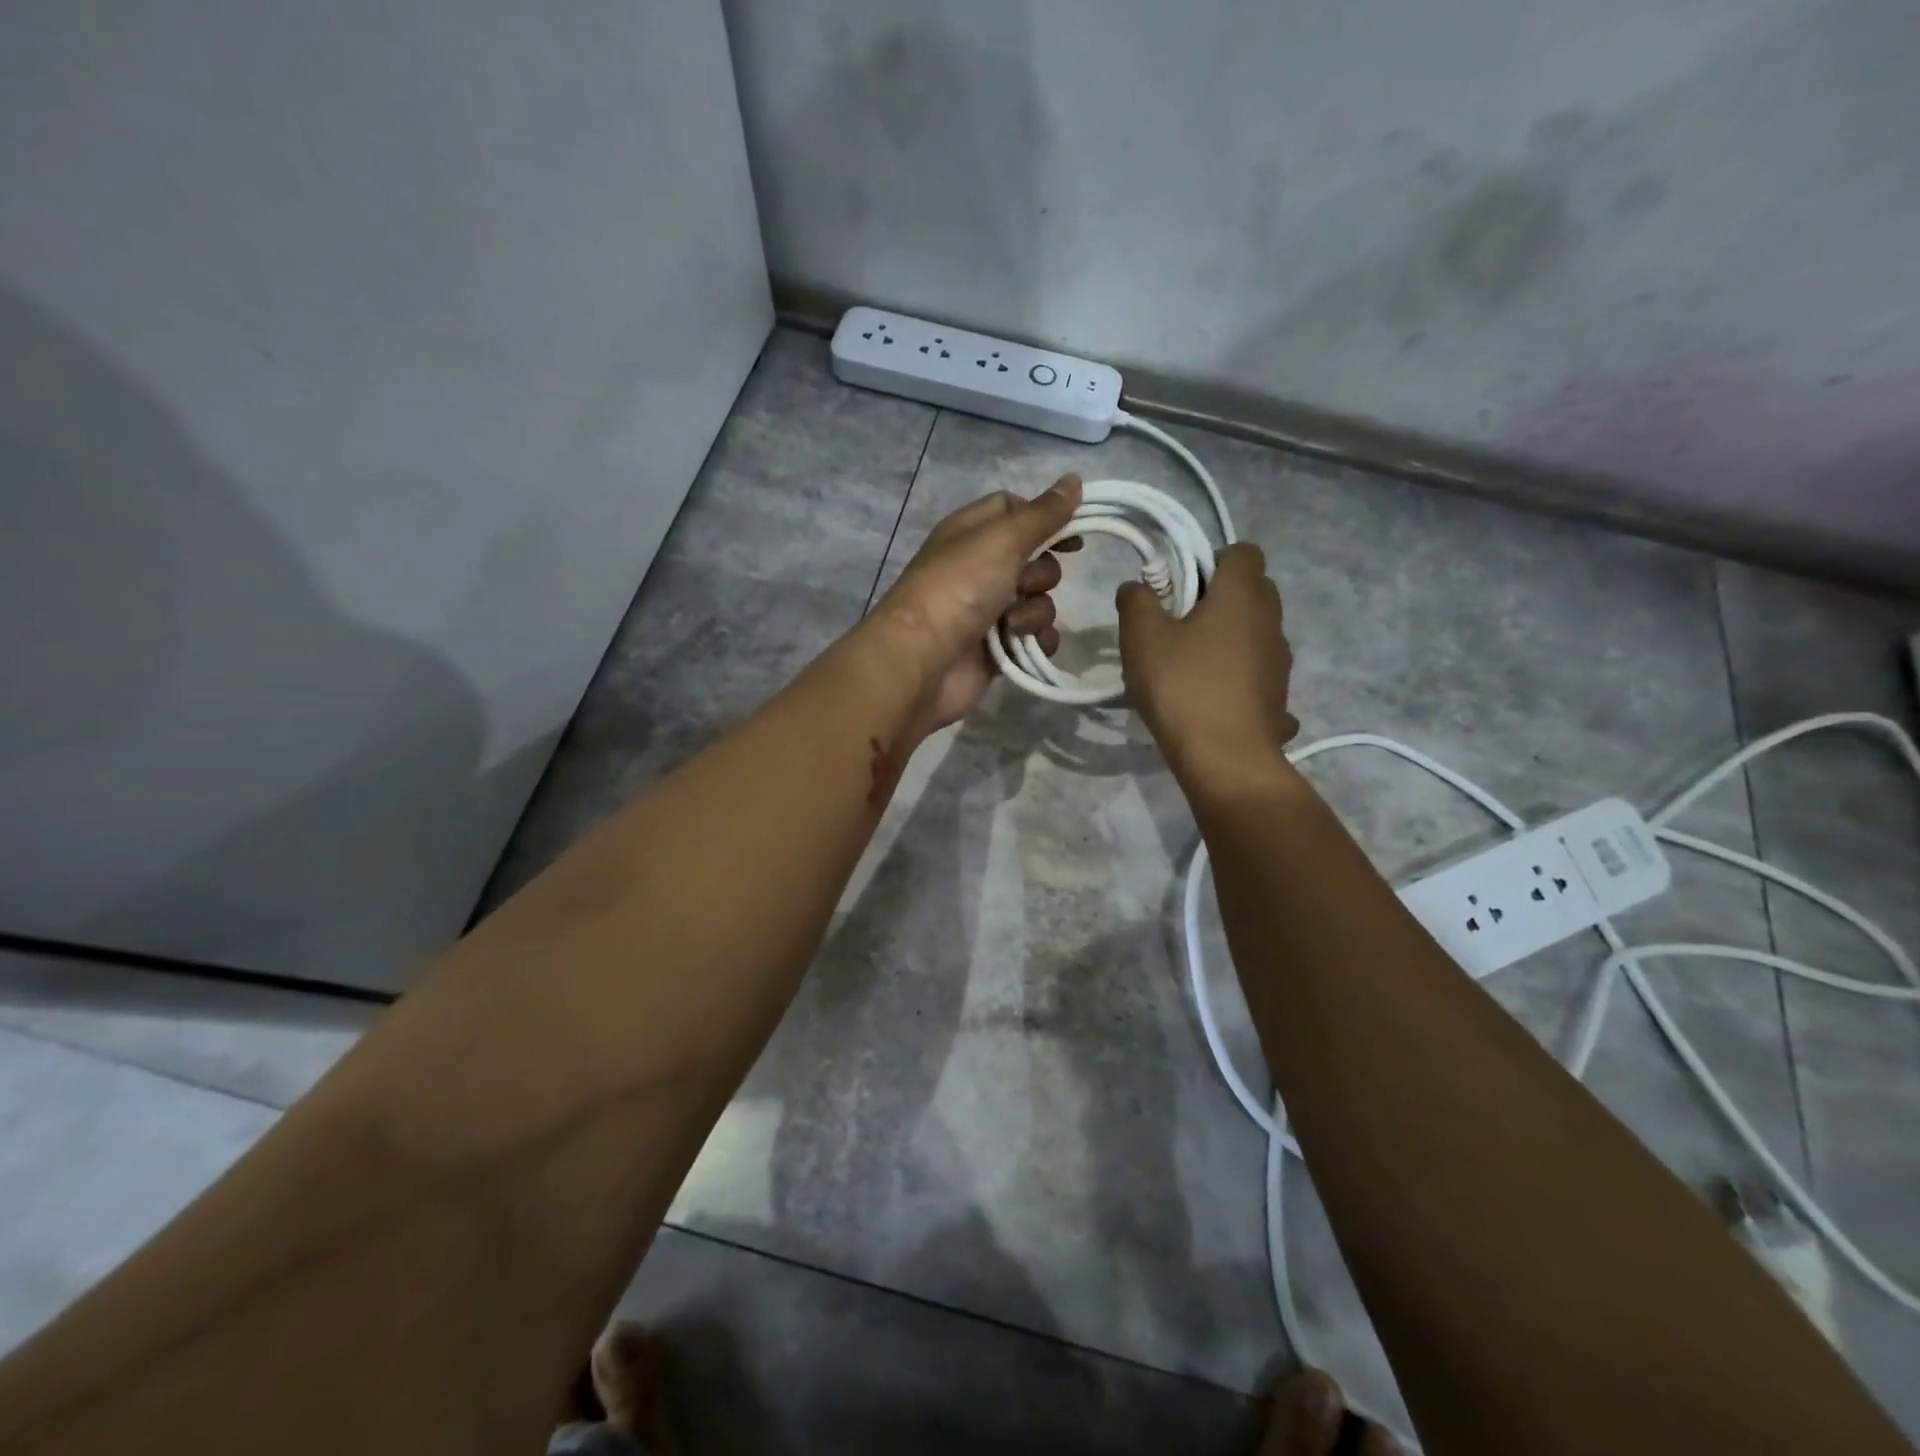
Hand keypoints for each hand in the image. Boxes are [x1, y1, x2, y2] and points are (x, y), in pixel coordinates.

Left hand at [868, 476, 1082, 733]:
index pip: (1013, 508)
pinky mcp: (996, 647)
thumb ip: (1042, 513)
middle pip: (1033, 557)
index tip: (1073, 530)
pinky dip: (1037, 640)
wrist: (923, 660)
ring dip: (1035, 610)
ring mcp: (986, 610)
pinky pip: (1035, 636)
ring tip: (1011, 624)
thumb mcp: (1002, 539)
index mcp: (971, 532)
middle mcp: (978, 567)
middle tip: (1022, 583)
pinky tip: (1028, 645)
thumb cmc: (959, 588)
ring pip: (1038, 599)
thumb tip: (1074, 480)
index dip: (1044, 516)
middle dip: (1041, 572)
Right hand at [1116, 541, 1298, 789]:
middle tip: (1179, 624)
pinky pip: (1257, 672)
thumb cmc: (1183, 687)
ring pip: (1256, 632)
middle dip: (1219, 598)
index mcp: (1242, 595)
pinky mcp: (1280, 696)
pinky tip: (1211, 700)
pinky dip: (1238, 677)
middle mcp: (1271, 620)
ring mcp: (1281, 661)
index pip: (1244, 551)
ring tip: (1191, 667)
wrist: (1226, 758)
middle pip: (1253, 590)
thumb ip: (1136, 601)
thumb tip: (1138, 586)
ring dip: (1229, 639)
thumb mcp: (1142, 639)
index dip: (1212, 560)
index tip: (1181, 586)